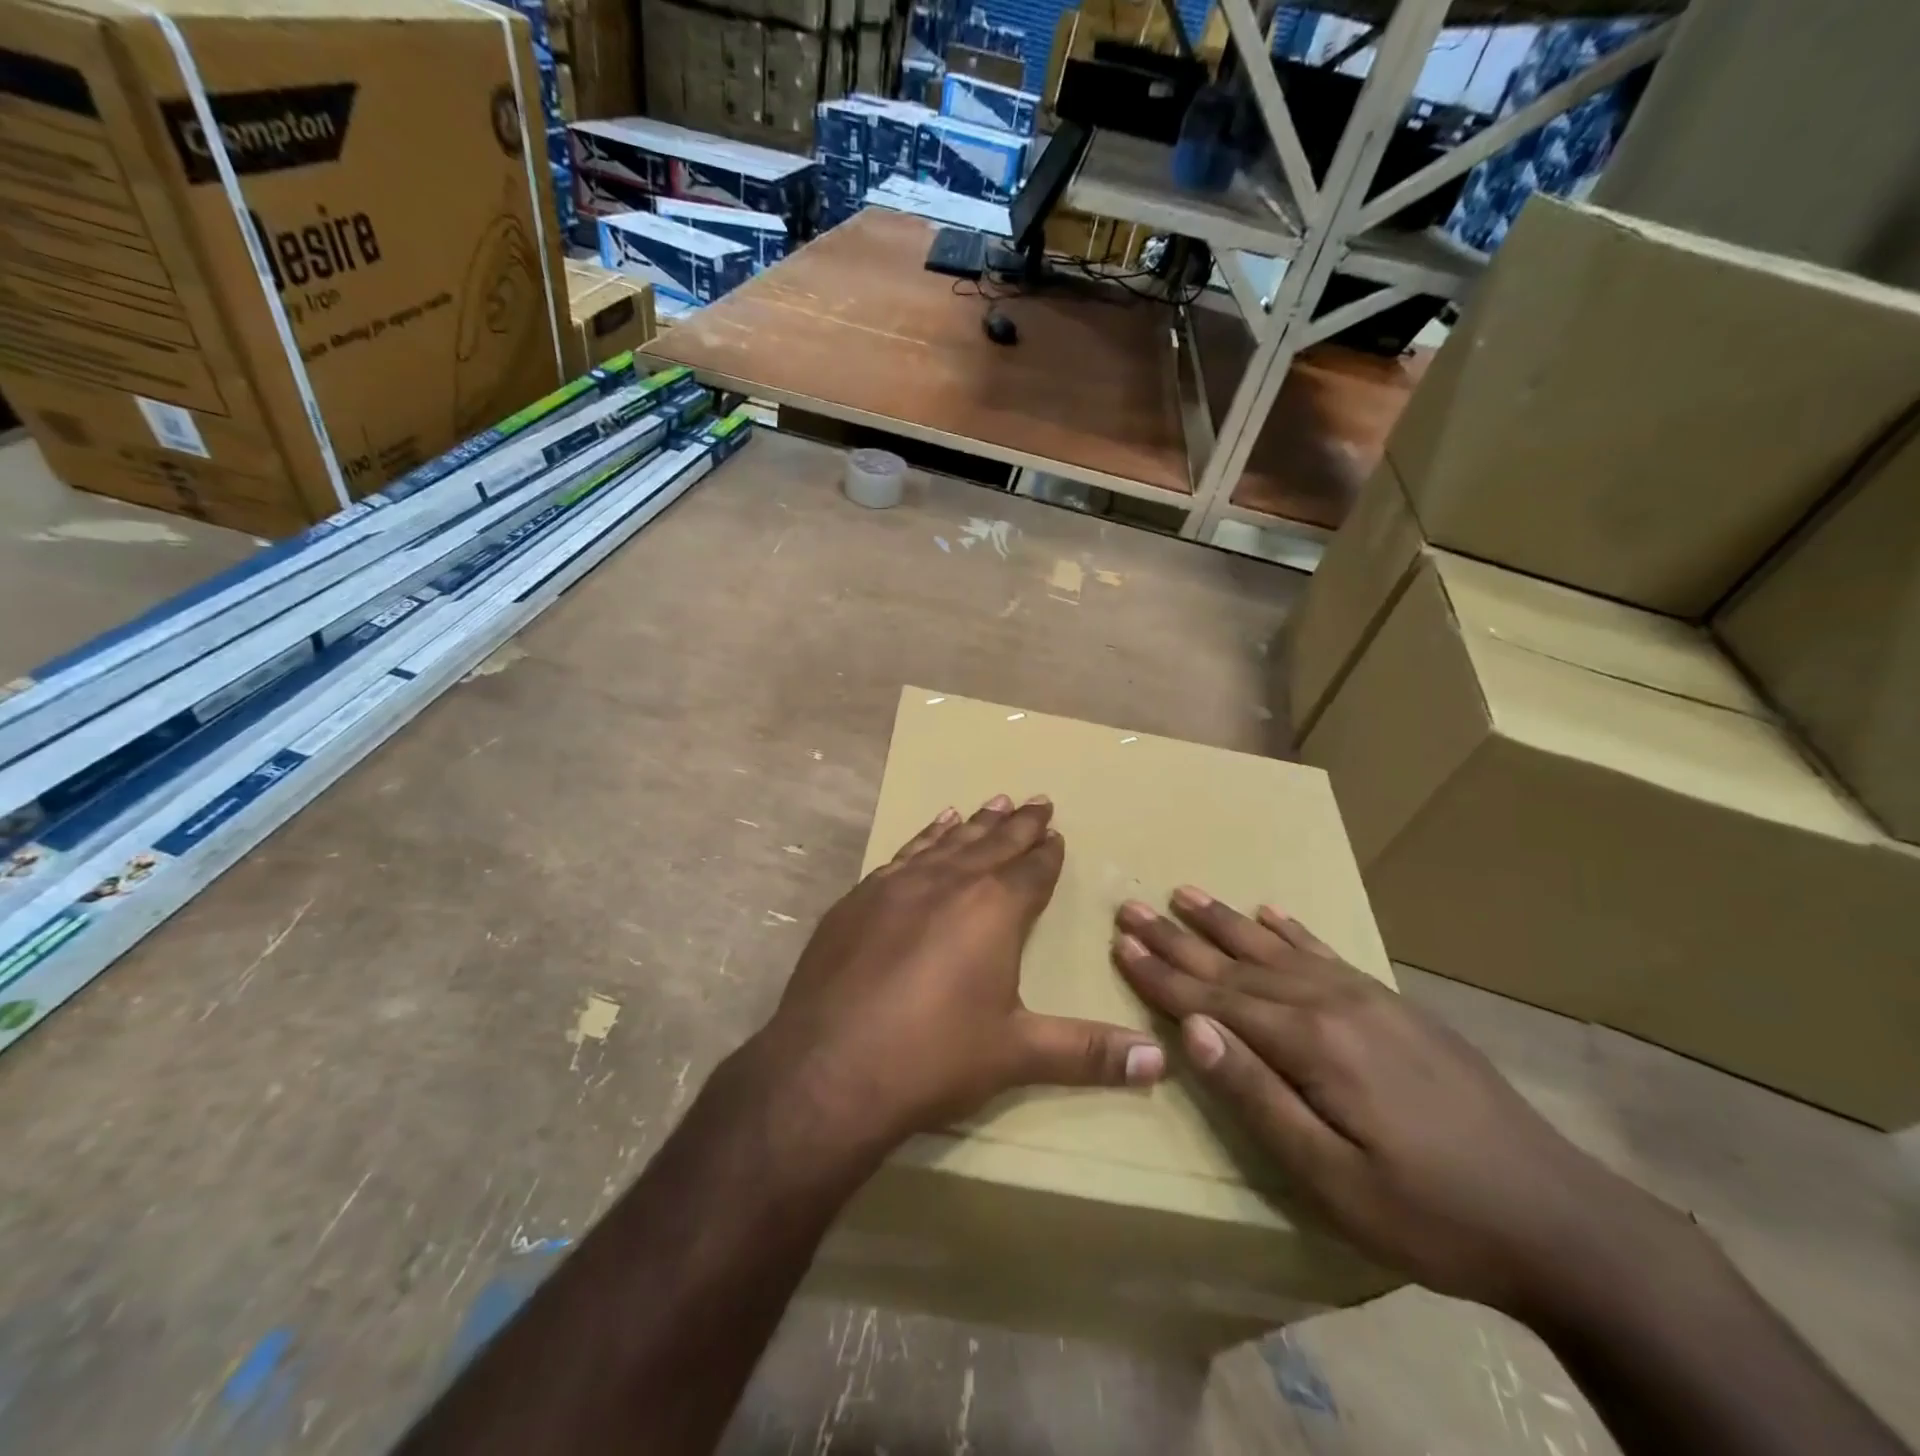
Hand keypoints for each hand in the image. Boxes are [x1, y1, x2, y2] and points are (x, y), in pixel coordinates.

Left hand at [757, 795, 1166, 1156]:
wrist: (828, 1068)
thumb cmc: (933, 1057)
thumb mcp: (1017, 1054)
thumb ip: (1088, 1052)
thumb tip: (1160, 1063)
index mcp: (993, 910)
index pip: (1032, 870)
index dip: (1048, 852)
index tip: (1057, 833)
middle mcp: (949, 883)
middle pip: (993, 844)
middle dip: (1019, 824)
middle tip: (1037, 801)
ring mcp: (898, 885)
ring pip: (948, 841)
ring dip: (974, 823)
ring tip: (994, 802)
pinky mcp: (859, 899)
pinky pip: (904, 854)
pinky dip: (924, 837)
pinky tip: (932, 827)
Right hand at [1113, 890, 1688, 1317]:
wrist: (1562, 1219)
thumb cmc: (1432, 1214)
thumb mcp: (1332, 1180)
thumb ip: (1257, 1097)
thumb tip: (1193, 1031)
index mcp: (1310, 1044)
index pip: (1213, 999)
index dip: (1161, 973)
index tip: (1120, 941)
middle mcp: (1331, 1003)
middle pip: (1236, 963)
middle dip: (1178, 936)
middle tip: (1131, 906)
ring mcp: (1367, 998)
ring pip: (1276, 948)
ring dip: (1224, 921)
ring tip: (1184, 893)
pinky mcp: (1394, 1005)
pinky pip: (1327, 953)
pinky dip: (1291, 929)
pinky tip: (1271, 911)